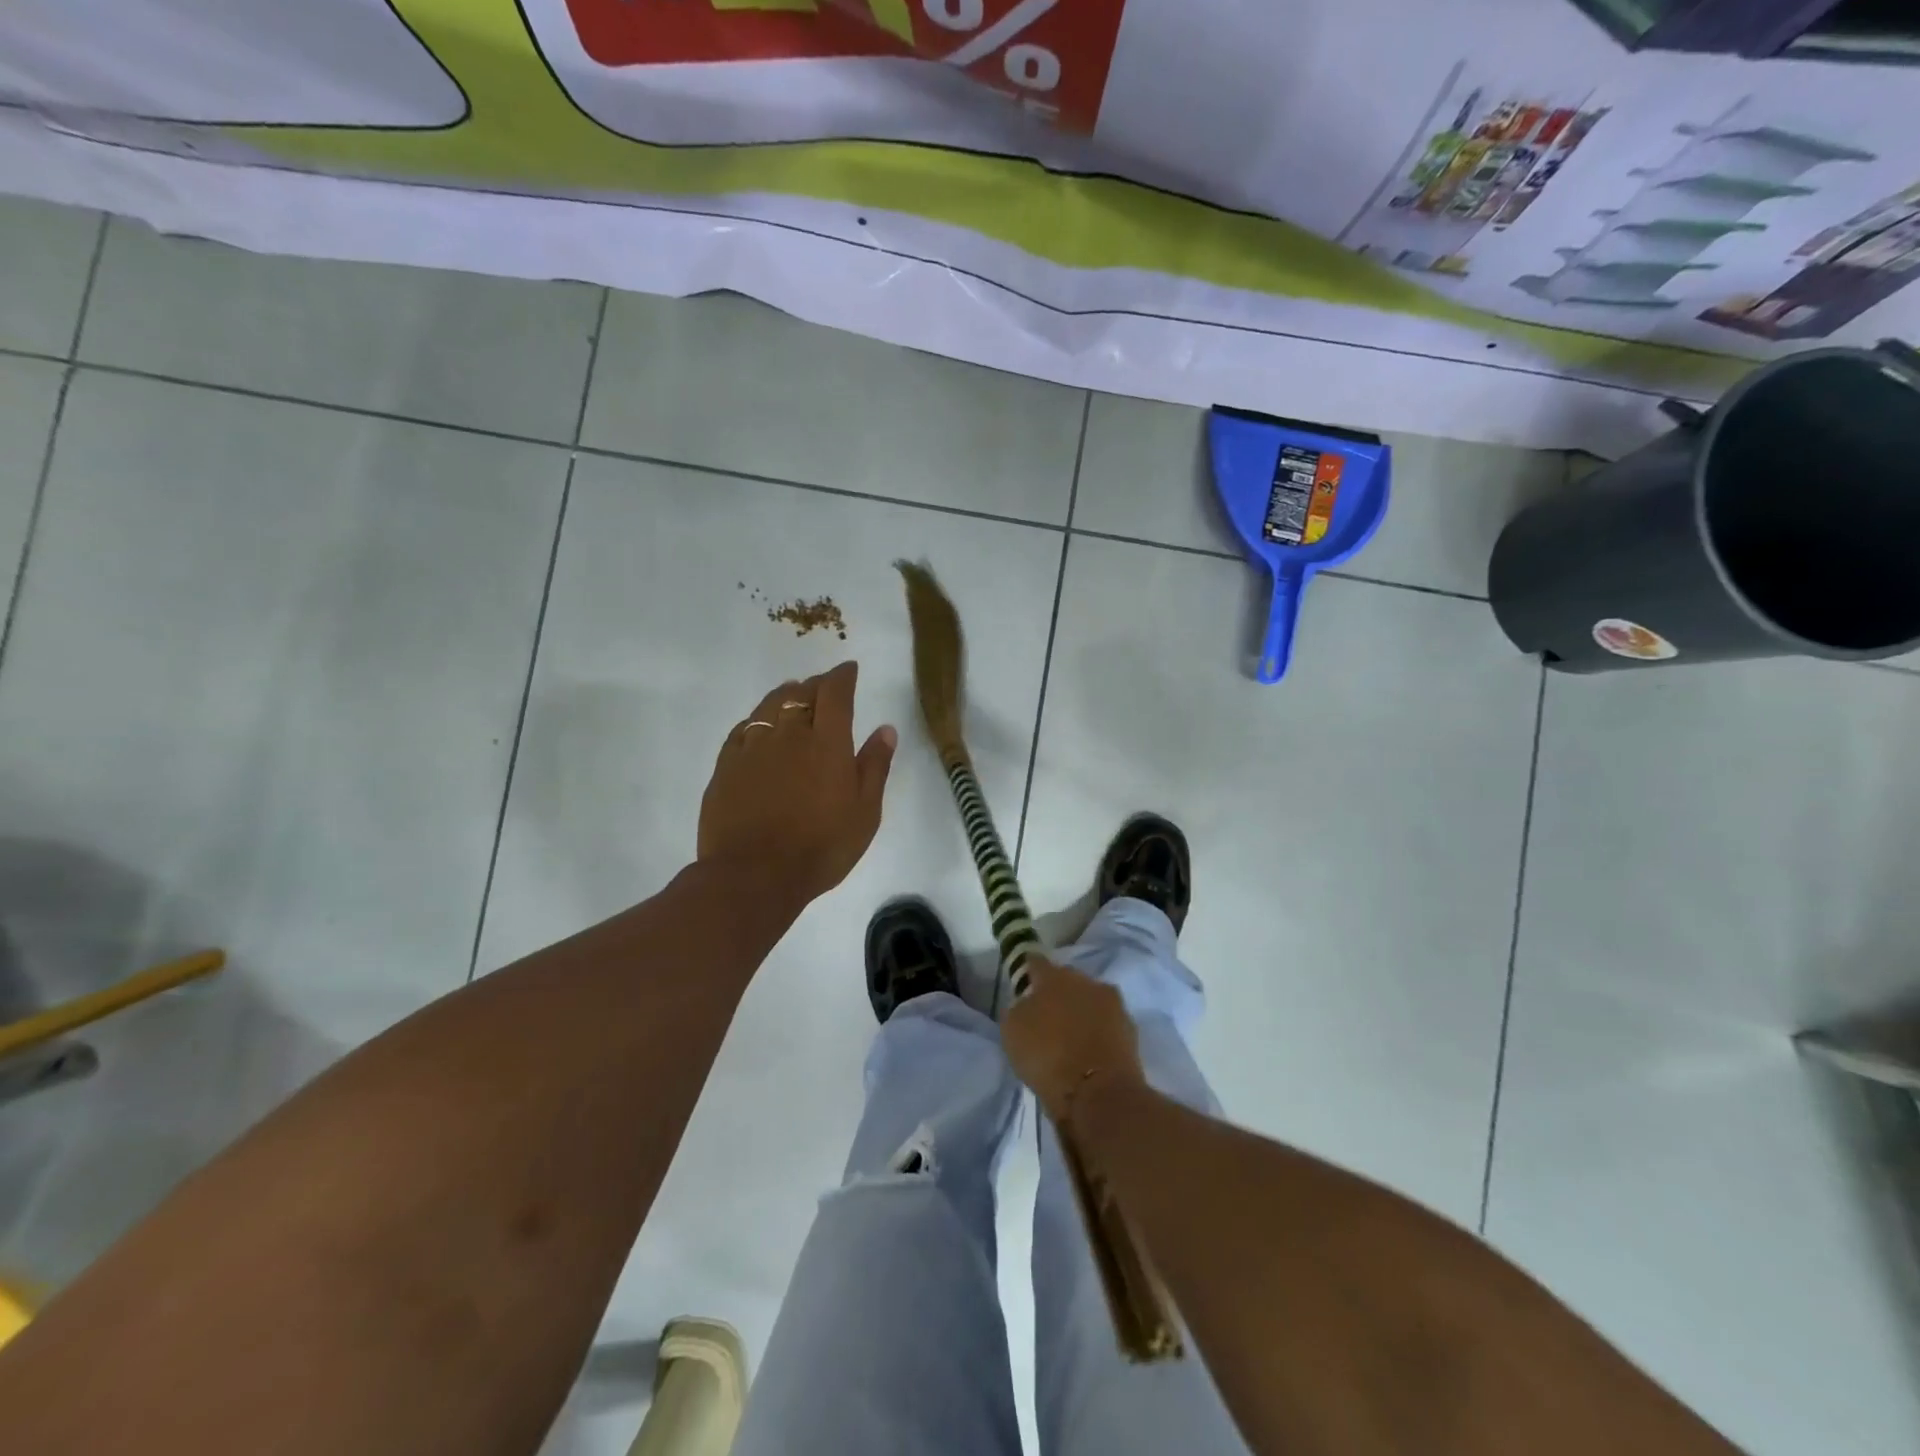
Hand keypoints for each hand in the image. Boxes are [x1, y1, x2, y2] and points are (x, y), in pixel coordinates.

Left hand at [698, 661, 896, 905]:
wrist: (754, 876)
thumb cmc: (821, 847)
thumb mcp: (864, 812)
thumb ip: (875, 766)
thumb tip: (885, 729)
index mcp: (828, 742)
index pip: (835, 692)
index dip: (843, 676)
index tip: (849, 669)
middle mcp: (789, 734)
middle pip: (802, 693)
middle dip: (816, 685)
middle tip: (824, 687)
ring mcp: (753, 747)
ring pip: (769, 705)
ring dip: (785, 695)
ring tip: (793, 695)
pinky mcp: (726, 765)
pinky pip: (743, 729)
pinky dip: (757, 720)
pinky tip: (760, 727)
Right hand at [1002, 958, 1147, 1126]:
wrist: (1100, 1093)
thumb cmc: (1047, 1057)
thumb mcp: (1012, 1032)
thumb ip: (1018, 1009)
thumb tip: (1026, 1003)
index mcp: (1054, 976)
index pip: (1036, 962)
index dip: (1028, 971)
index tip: (1023, 983)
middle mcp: (1086, 981)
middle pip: (1067, 979)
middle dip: (1058, 992)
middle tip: (1047, 1014)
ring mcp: (1113, 1004)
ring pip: (1090, 1000)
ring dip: (1081, 1011)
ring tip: (1070, 1035)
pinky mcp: (1131, 1030)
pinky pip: (1107, 1024)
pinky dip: (1098, 1032)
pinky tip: (1089, 1049)